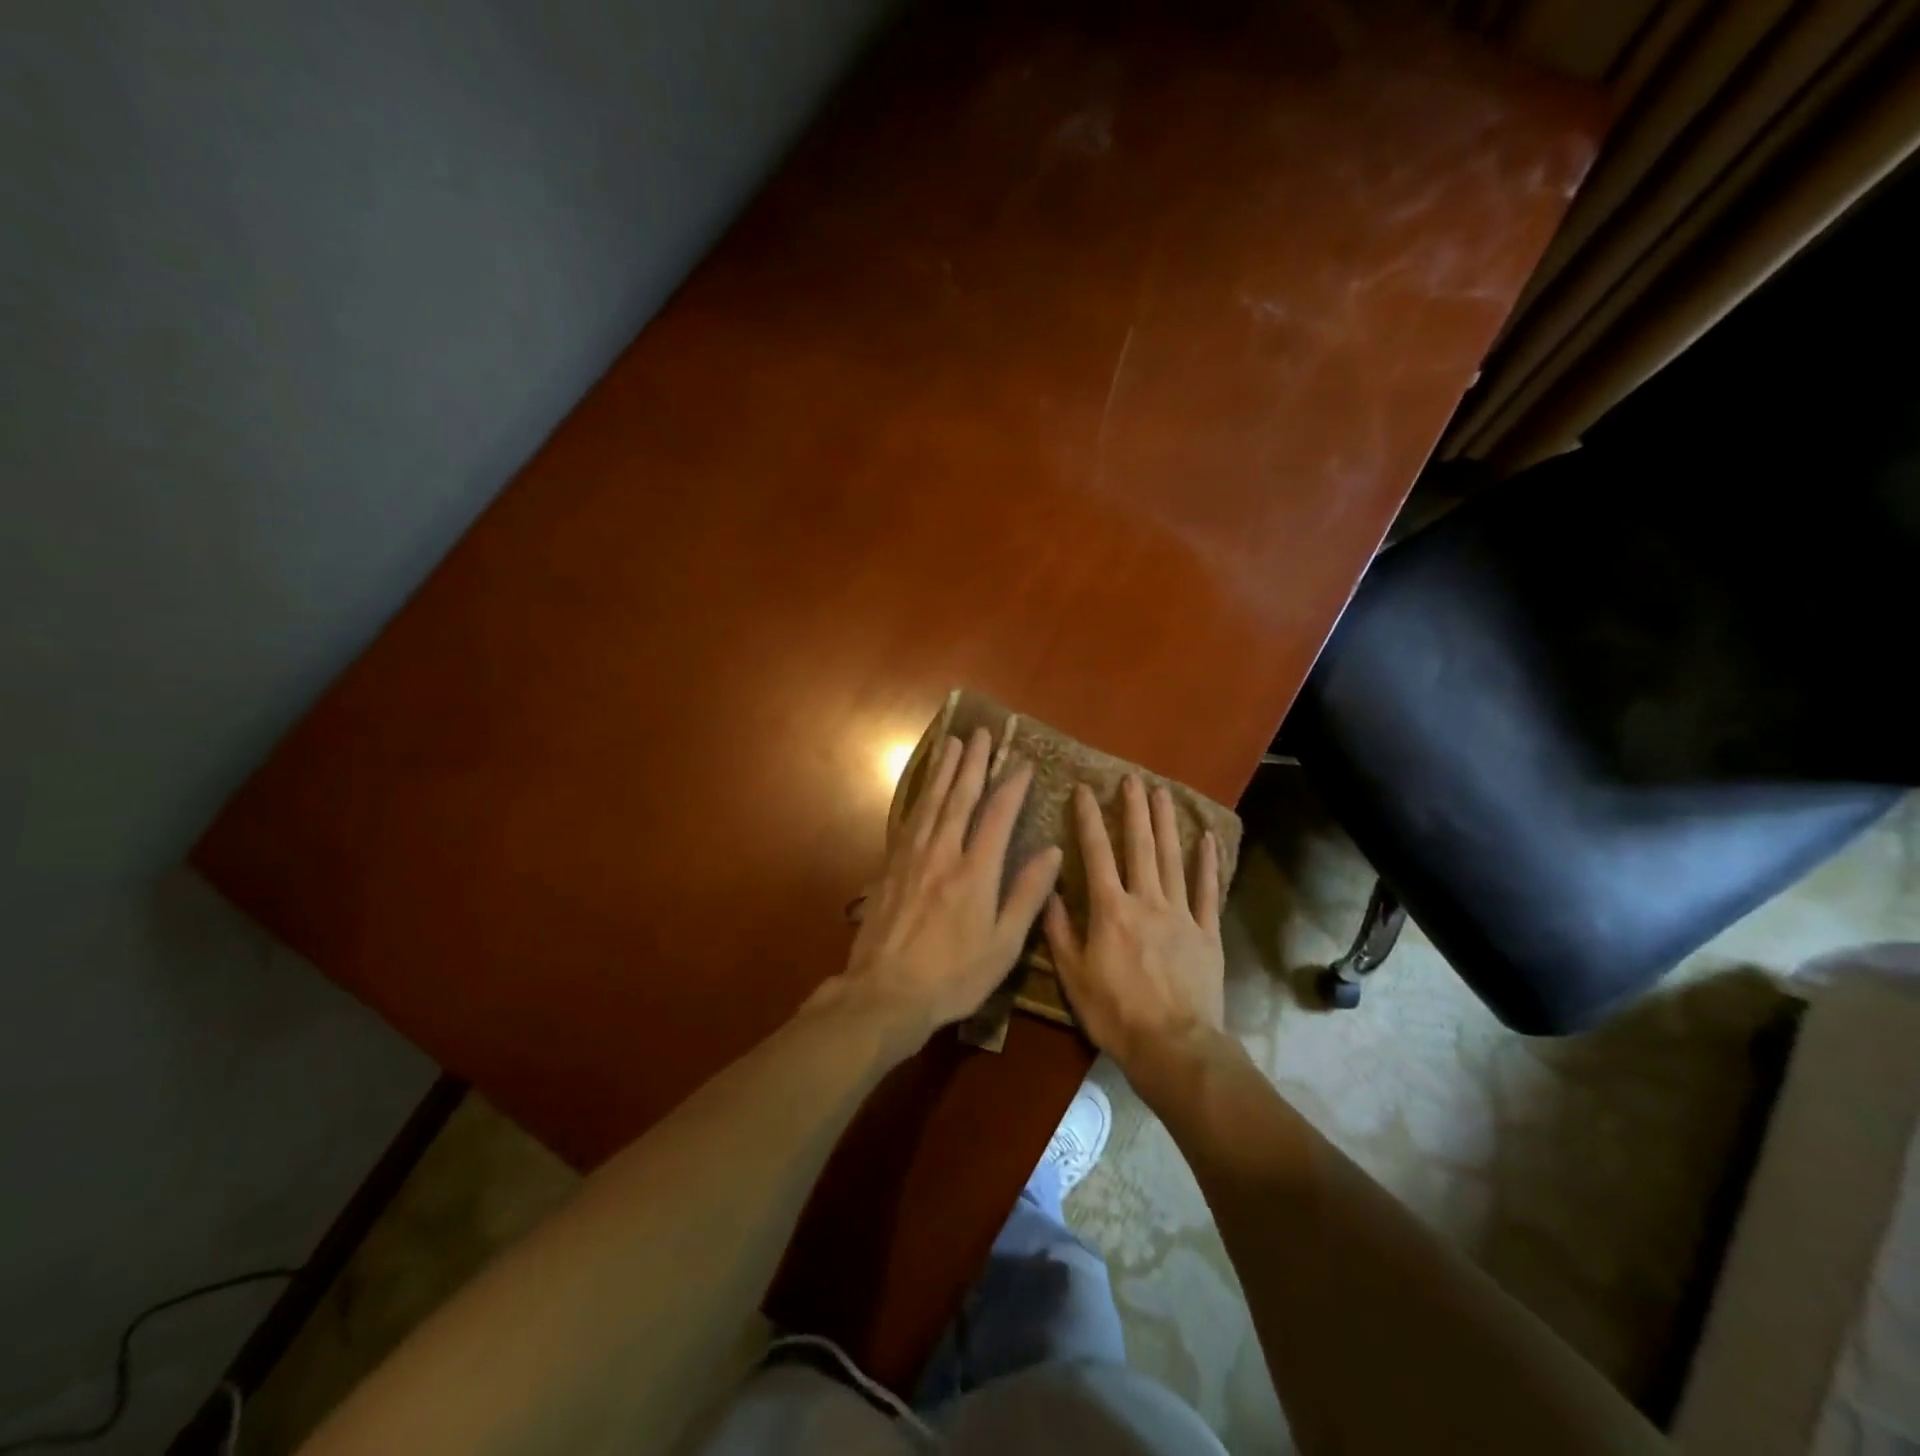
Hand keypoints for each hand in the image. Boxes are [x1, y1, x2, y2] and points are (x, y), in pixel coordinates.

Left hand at [830, 729, 1061, 1048]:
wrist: (886, 992)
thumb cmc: (954, 975)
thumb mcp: (1004, 945)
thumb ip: (1027, 895)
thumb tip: (1052, 851)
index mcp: (976, 872)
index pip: (998, 815)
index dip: (1012, 785)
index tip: (1022, 762)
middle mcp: (943, 853)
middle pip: (960, 798)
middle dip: (973, 763)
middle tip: (980, 733)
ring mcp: (912, 858)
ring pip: (931, 803)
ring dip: (944, 771)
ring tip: (953, 744)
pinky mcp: (890, 867)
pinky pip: (908, 820)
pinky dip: (919, 797)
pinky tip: (923, 790)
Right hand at [1043, 776, 1225, 1076]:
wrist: (1174, 1047)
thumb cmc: (1116, 1014)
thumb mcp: (1074, 976)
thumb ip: (1060, 931)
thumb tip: (1048, 891)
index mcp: (1110, 910)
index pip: (1096, 853)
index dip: (1088, 819)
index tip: (1083, 789)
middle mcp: (1146, 900)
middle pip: (1139, 846)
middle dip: (1133, 809)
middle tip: (1131, 779)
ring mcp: (1181, 914)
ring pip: (1172, 859)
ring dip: (1166, 823)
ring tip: (1162, 793)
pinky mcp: (1207, 932)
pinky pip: (1207, 891)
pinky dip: (1207, 863)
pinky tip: (1206, 837)